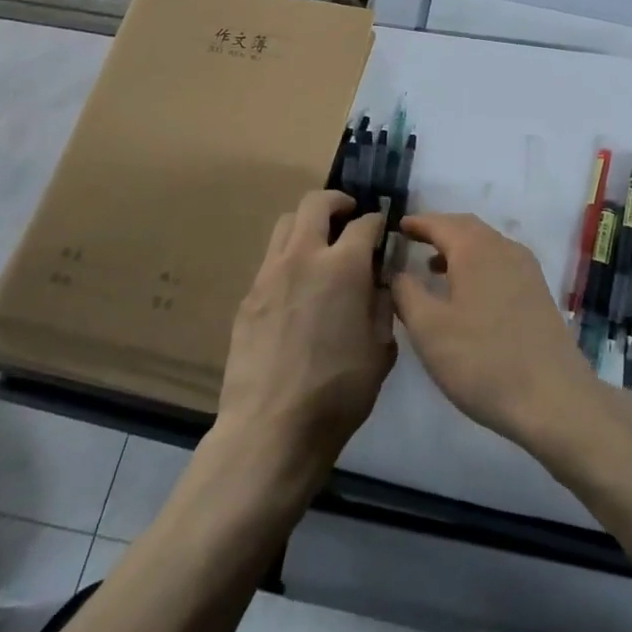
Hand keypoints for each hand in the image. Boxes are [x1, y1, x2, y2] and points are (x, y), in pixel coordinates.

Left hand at [218, 190, 396, 486]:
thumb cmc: (338, 393)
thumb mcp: (381, 350)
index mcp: (343, 267)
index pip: (364, 223)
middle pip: (315, 203)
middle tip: (349, 215)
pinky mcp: (248, 297)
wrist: (271, 429)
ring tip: (321, 245)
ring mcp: (269, 274)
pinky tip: (298, 288)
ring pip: (286, 224)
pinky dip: (288, 258)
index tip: (383, 229)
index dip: (378, 221)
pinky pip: (270, 260)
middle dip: (337, 202)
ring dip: (307, 224)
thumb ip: (382, 306)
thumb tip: (379, 283)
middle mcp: (304, 257)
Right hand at [391, 213, 600, 449]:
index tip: (396, 227)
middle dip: (438, 230)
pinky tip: (466, 293)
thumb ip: (406, 293)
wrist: (553, 399)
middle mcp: (504, 248)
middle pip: (466, 227)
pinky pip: (500, 262)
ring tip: (432, 267)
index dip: (416, 223)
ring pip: (486, 245)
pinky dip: (477, 264)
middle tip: (413, 240)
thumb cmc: (483, 360)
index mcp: (476, 249)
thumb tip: (397, 272)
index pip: (440, 223)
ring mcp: (526, 269)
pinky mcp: (538, 292)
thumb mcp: (429, 330)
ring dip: (458, 248)